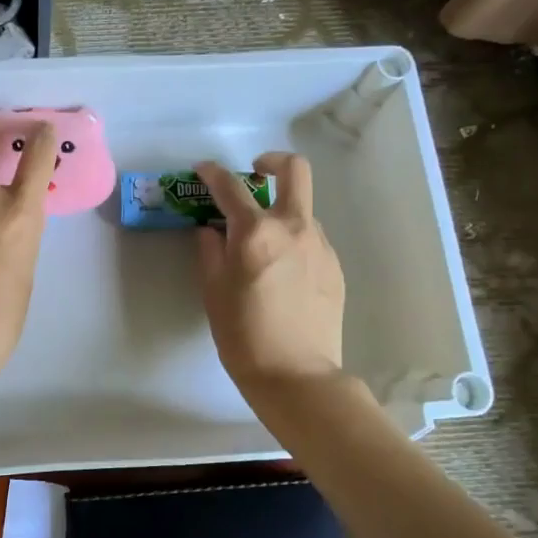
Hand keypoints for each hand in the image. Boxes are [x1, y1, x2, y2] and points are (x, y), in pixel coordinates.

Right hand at [195, 153, 346, 398]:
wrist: (296, 375)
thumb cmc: (243, 336)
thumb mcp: (213, 292)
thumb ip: (210, 252)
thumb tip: (210, 230)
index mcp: (256, 233)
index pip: (231, 187)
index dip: (212, 173)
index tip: (203, 171)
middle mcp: (293, 228)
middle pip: (294, 170)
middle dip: (272, 162)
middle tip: (254, 174)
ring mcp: (319, 245)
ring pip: (303, 208)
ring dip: (281, 210)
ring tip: (262, 242)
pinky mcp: (334, 266)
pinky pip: (311, 238)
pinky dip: (293, 239)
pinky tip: (281, 270)